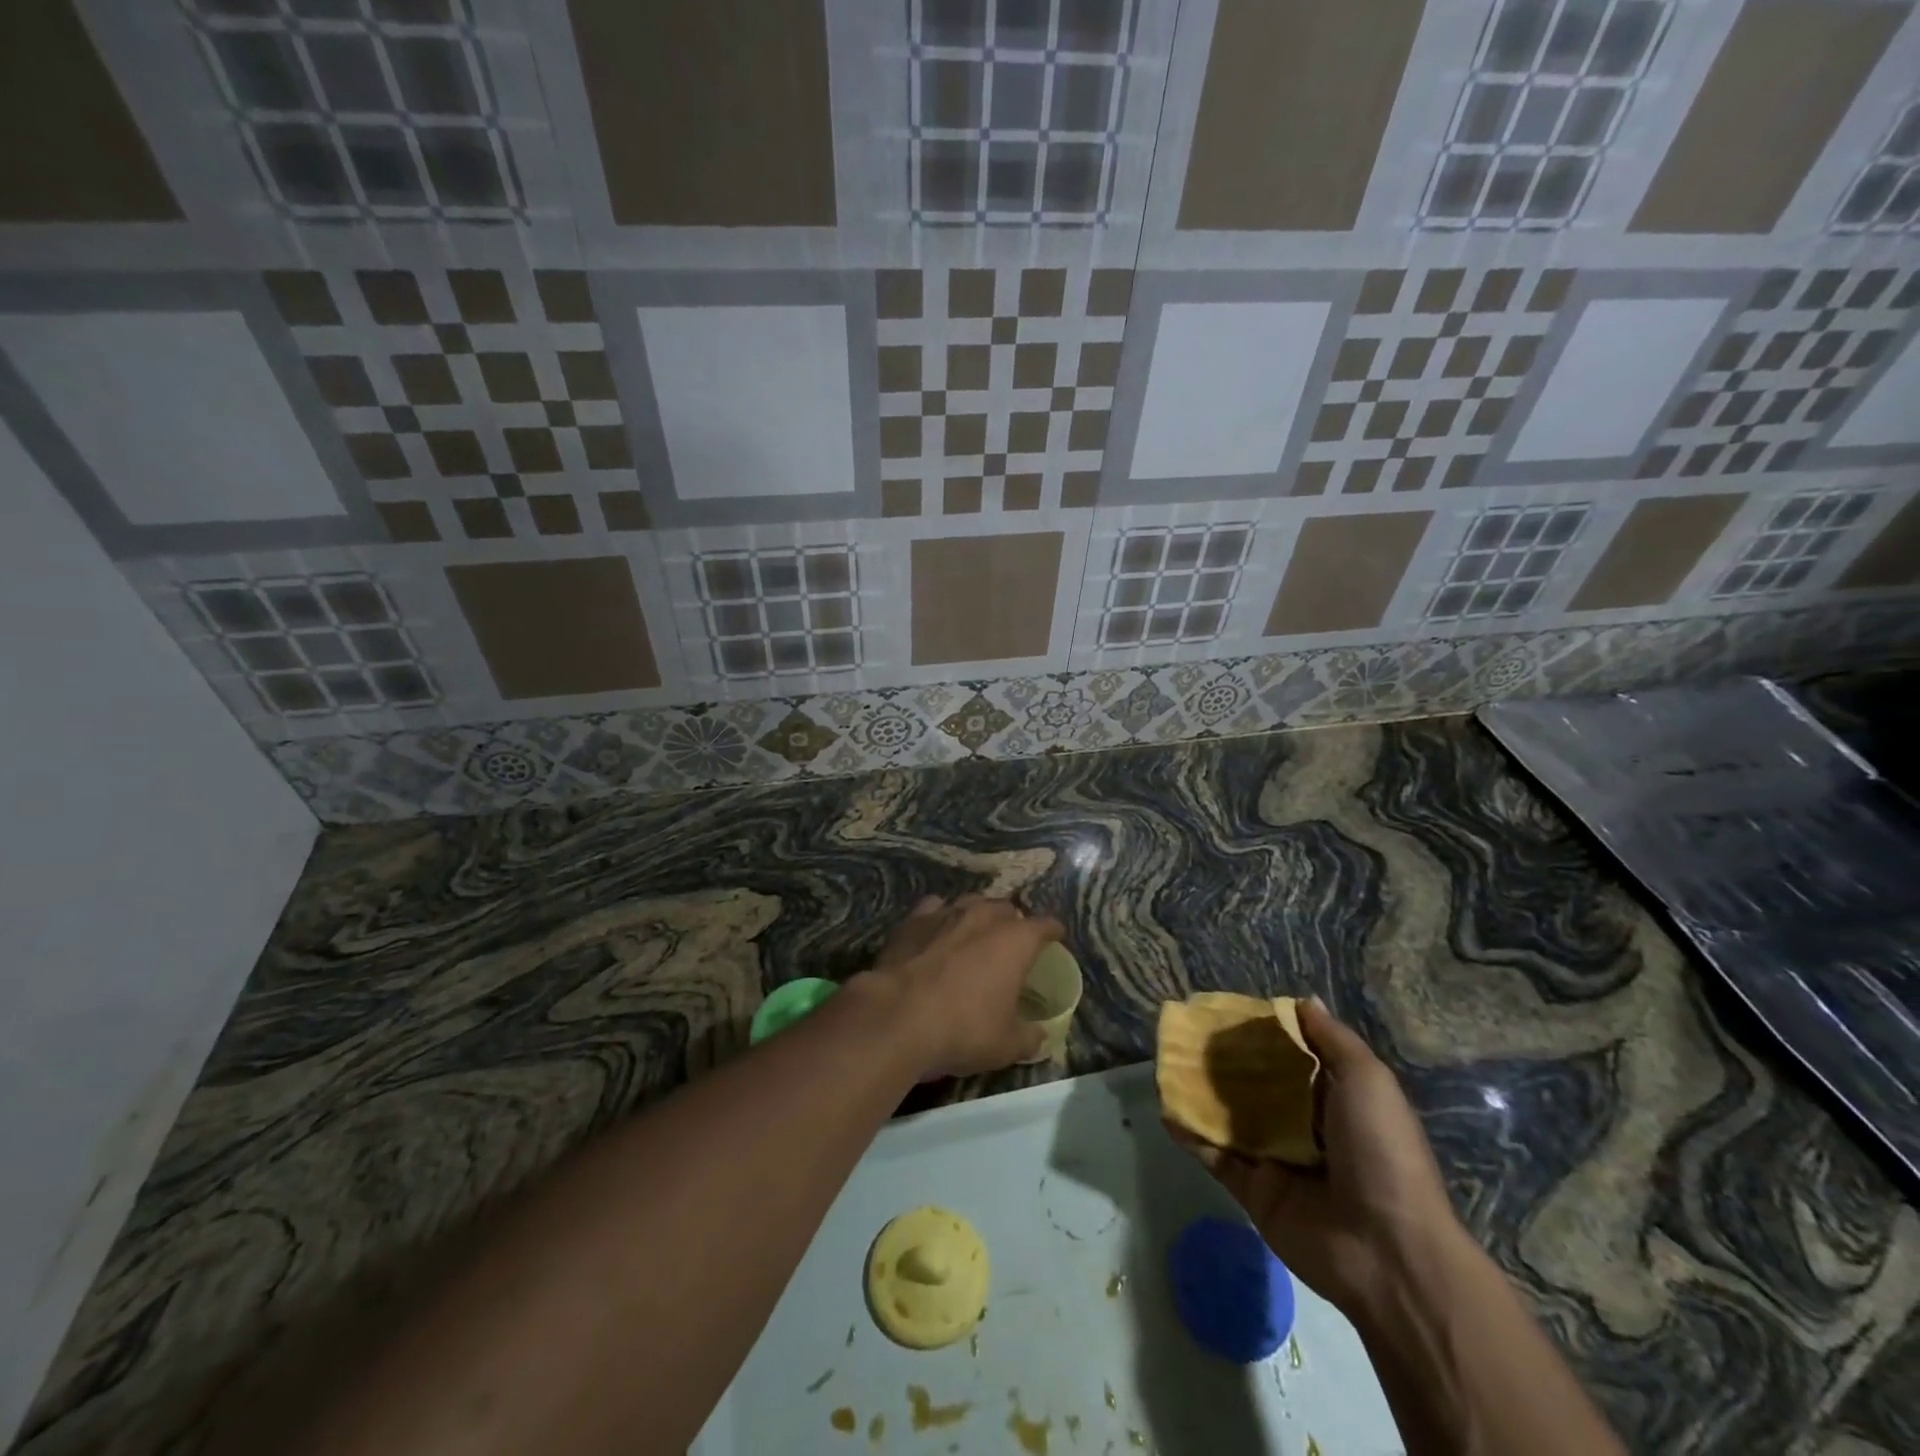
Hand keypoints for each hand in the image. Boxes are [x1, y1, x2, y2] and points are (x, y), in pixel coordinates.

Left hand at [860, 895, 1063, 1077]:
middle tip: (1011, 943)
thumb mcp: (1006, 1045)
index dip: (1053, 932)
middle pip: (1007, 908)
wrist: (898, 1015)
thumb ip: (1029, 1037)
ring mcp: (946, 913)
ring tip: (976, 933)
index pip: (1045, 925)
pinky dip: (940, 917)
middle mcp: (984, 916)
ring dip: (978, 915)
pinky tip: (936, 931)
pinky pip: (935, 908)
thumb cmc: (963, 1029)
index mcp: (1016, 941)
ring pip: (971, 902)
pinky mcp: (913, 920)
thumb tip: (1040, 1036)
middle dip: (1013, 922)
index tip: (1056, 938)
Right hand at [1171, 1000, 1463, 1314]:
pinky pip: (1216, 1158)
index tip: (1228, 1010)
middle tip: (1189, 1032)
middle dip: (1226, 1062)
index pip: (1293, 1058)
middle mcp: (1304, 1127)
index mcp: (1335, 1100)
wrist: (1387, 1251)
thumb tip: (1302, 1000)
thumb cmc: (1381, 1152)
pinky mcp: (1254, 1191)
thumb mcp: (1368, 1081)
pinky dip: (1192, 1135)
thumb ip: (1332, 1040)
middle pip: (1257, 1086)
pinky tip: (1167, 1110)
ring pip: (1231, 1118)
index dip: (1264, 1034)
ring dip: (1202, 1093)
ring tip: (1169, 1063)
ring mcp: (1277, 1160)